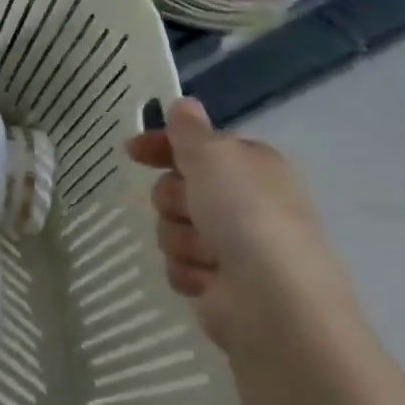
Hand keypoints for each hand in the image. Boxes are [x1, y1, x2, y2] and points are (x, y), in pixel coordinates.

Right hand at [126, 97, 353, 354]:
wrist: (273, 301)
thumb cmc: (245, 215)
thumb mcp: (213, 156)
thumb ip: (190, 130)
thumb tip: (183, 103)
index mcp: (252, 166)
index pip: (198, 145)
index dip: (164, 146)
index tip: (132, 151)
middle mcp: (245, 202)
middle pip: (178, 188)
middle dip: (174, 200)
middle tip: (190, 209)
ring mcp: (234, 246)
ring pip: (173, 228)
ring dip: (181, 238)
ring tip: (208, 254)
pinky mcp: (220, 284)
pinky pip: (179, 266)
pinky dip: (188, 271)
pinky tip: (208, 281)